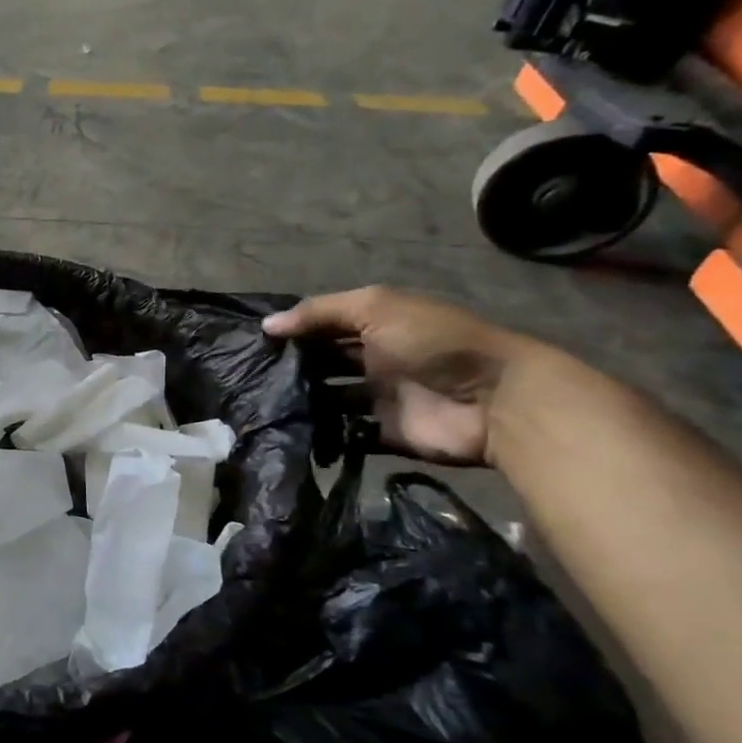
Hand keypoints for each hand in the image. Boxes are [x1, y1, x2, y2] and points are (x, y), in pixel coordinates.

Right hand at [262, 288, 541, 465]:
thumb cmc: (434, 342)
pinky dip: (321, 434)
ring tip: (258, 405)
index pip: (323, 326)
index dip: (291, 331)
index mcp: (375, 326)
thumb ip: (319, 312)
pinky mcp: (383, 434)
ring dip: (300, 401)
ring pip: (327, 399)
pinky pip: (344, 434)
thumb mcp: (376, 308)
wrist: (495, 401)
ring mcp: (378, 399)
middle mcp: (373, 360)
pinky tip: (287, 430)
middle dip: (289, 368)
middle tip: (246, 376)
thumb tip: (267, 326)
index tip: (250, 342)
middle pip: (322, 363)